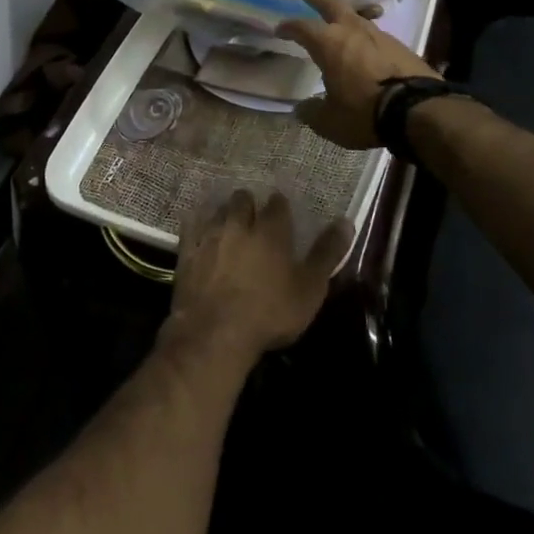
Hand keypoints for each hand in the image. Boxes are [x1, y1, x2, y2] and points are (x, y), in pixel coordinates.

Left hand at [162, 191, 352, 365]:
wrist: (215, 333)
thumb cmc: (270, 313)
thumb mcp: (309, 288)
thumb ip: (327, 253)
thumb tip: (346, 221)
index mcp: (271, 230)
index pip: (278, 204)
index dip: (280, 208)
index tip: (282, 215)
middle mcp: (239, 223)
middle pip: (243, 200)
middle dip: (250, 205)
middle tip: (254, 219)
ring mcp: (210, 235)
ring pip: (218, 210)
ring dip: (225, 214)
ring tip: (230, 225)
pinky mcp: (187, 251)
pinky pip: (191, 227)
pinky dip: (197, 226)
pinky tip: (200, 232)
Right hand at [278, 0, 436, 148]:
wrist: (418, 110)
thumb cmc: (364, 112)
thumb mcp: (330, 121)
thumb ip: (312, 112)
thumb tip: (302, 108)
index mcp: (329, 43)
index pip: (302, 27)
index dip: (289, 26)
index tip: (280, 28)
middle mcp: (353, 31)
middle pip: (332, 4)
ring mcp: (380, 35)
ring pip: (358, 17)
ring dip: (346, 16)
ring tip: (340, 21)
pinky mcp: (401, 46)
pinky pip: (376, 35)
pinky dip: (366, 36)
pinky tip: (366, 47)